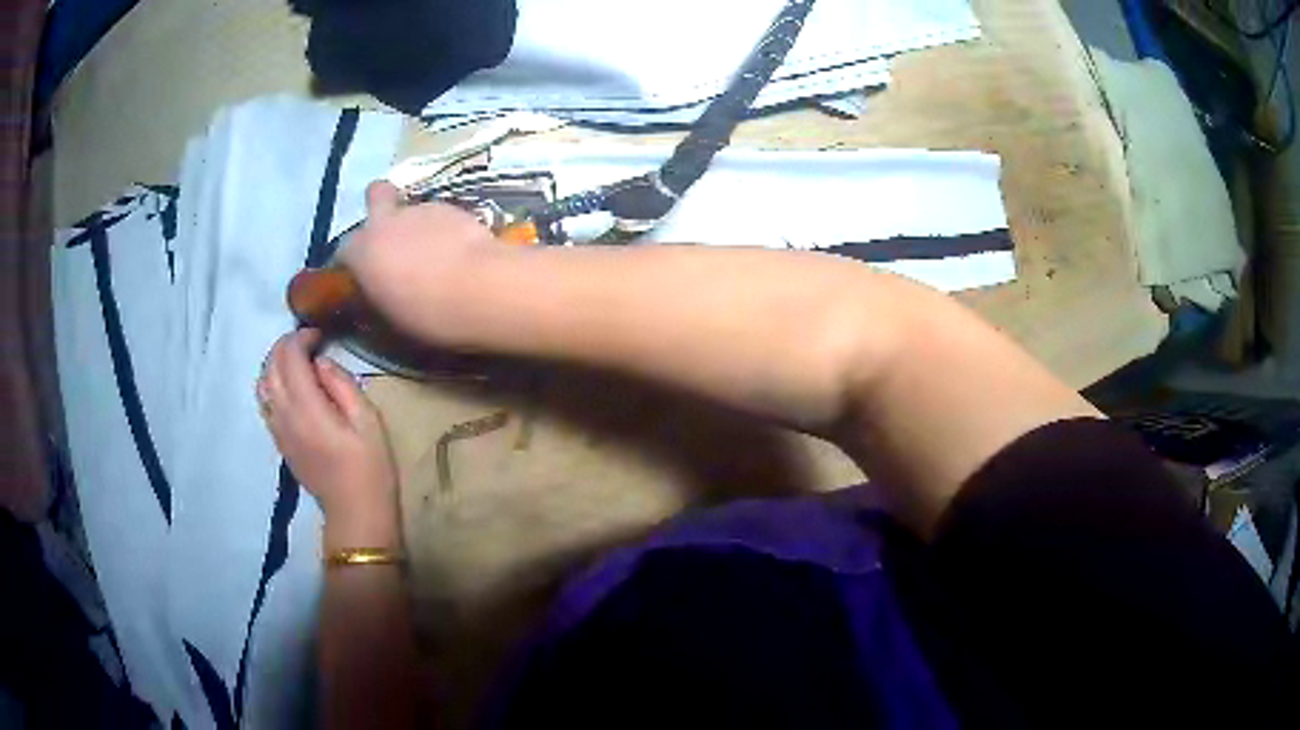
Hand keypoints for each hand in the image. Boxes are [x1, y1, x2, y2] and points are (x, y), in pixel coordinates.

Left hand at [258, 329, 400, 549]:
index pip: (289, 357)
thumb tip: (321, 363)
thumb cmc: (369, 468)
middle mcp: (285, 415)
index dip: (300, 338)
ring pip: (262, 384)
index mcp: (308, 408)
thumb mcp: (369, 421)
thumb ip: (342, 385)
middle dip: (285, 346)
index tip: (320, 335)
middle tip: (307, 341)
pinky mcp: (279, 442)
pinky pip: (264, 404)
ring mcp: (278, 430)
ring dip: (275, 363)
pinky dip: (271, 384)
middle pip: (270, 366)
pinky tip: (289, 387)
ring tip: (296, 361)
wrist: (355, 513)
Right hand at [339, 181, 504, 343]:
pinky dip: (444, 228)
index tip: (367, 274)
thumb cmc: (428, 314)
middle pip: (376, 196)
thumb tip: (379, 292)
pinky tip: (459, 249)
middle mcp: (386, 223)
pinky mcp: (453, 206)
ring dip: (418, 225)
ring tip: (437, 251)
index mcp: (362, 252)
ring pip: (412, 209)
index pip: (346, 249)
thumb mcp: (391, 317)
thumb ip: (378, 295)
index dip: (356, 259)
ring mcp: (420, 209)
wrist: (480, 288)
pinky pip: (440, 215)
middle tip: (394, 233)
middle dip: (380, 205)